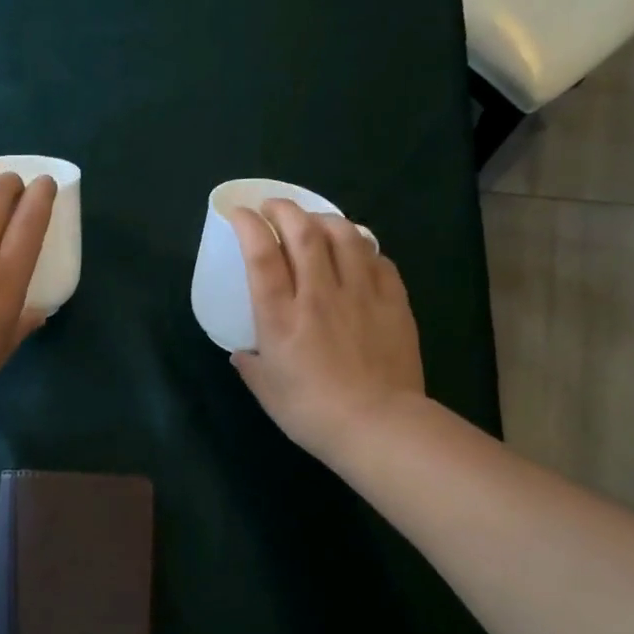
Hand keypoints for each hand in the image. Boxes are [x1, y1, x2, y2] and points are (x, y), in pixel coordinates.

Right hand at [228, 199, 424, 462]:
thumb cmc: (312, 412)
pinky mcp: (393, 302)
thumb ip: (251, 365)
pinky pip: (378, 259)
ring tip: (315, 221)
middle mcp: (319, 294)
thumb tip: (244, 353)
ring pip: (345, 236)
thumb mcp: (267, 391)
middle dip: (285, 209)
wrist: (378, 426)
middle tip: (274, 207)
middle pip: (303, 233)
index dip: (248, 225)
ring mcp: (360, 295)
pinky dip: (363, 247)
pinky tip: (357, 252)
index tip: (240, 213)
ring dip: (325, 219)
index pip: (261, 255)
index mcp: (280, 317)